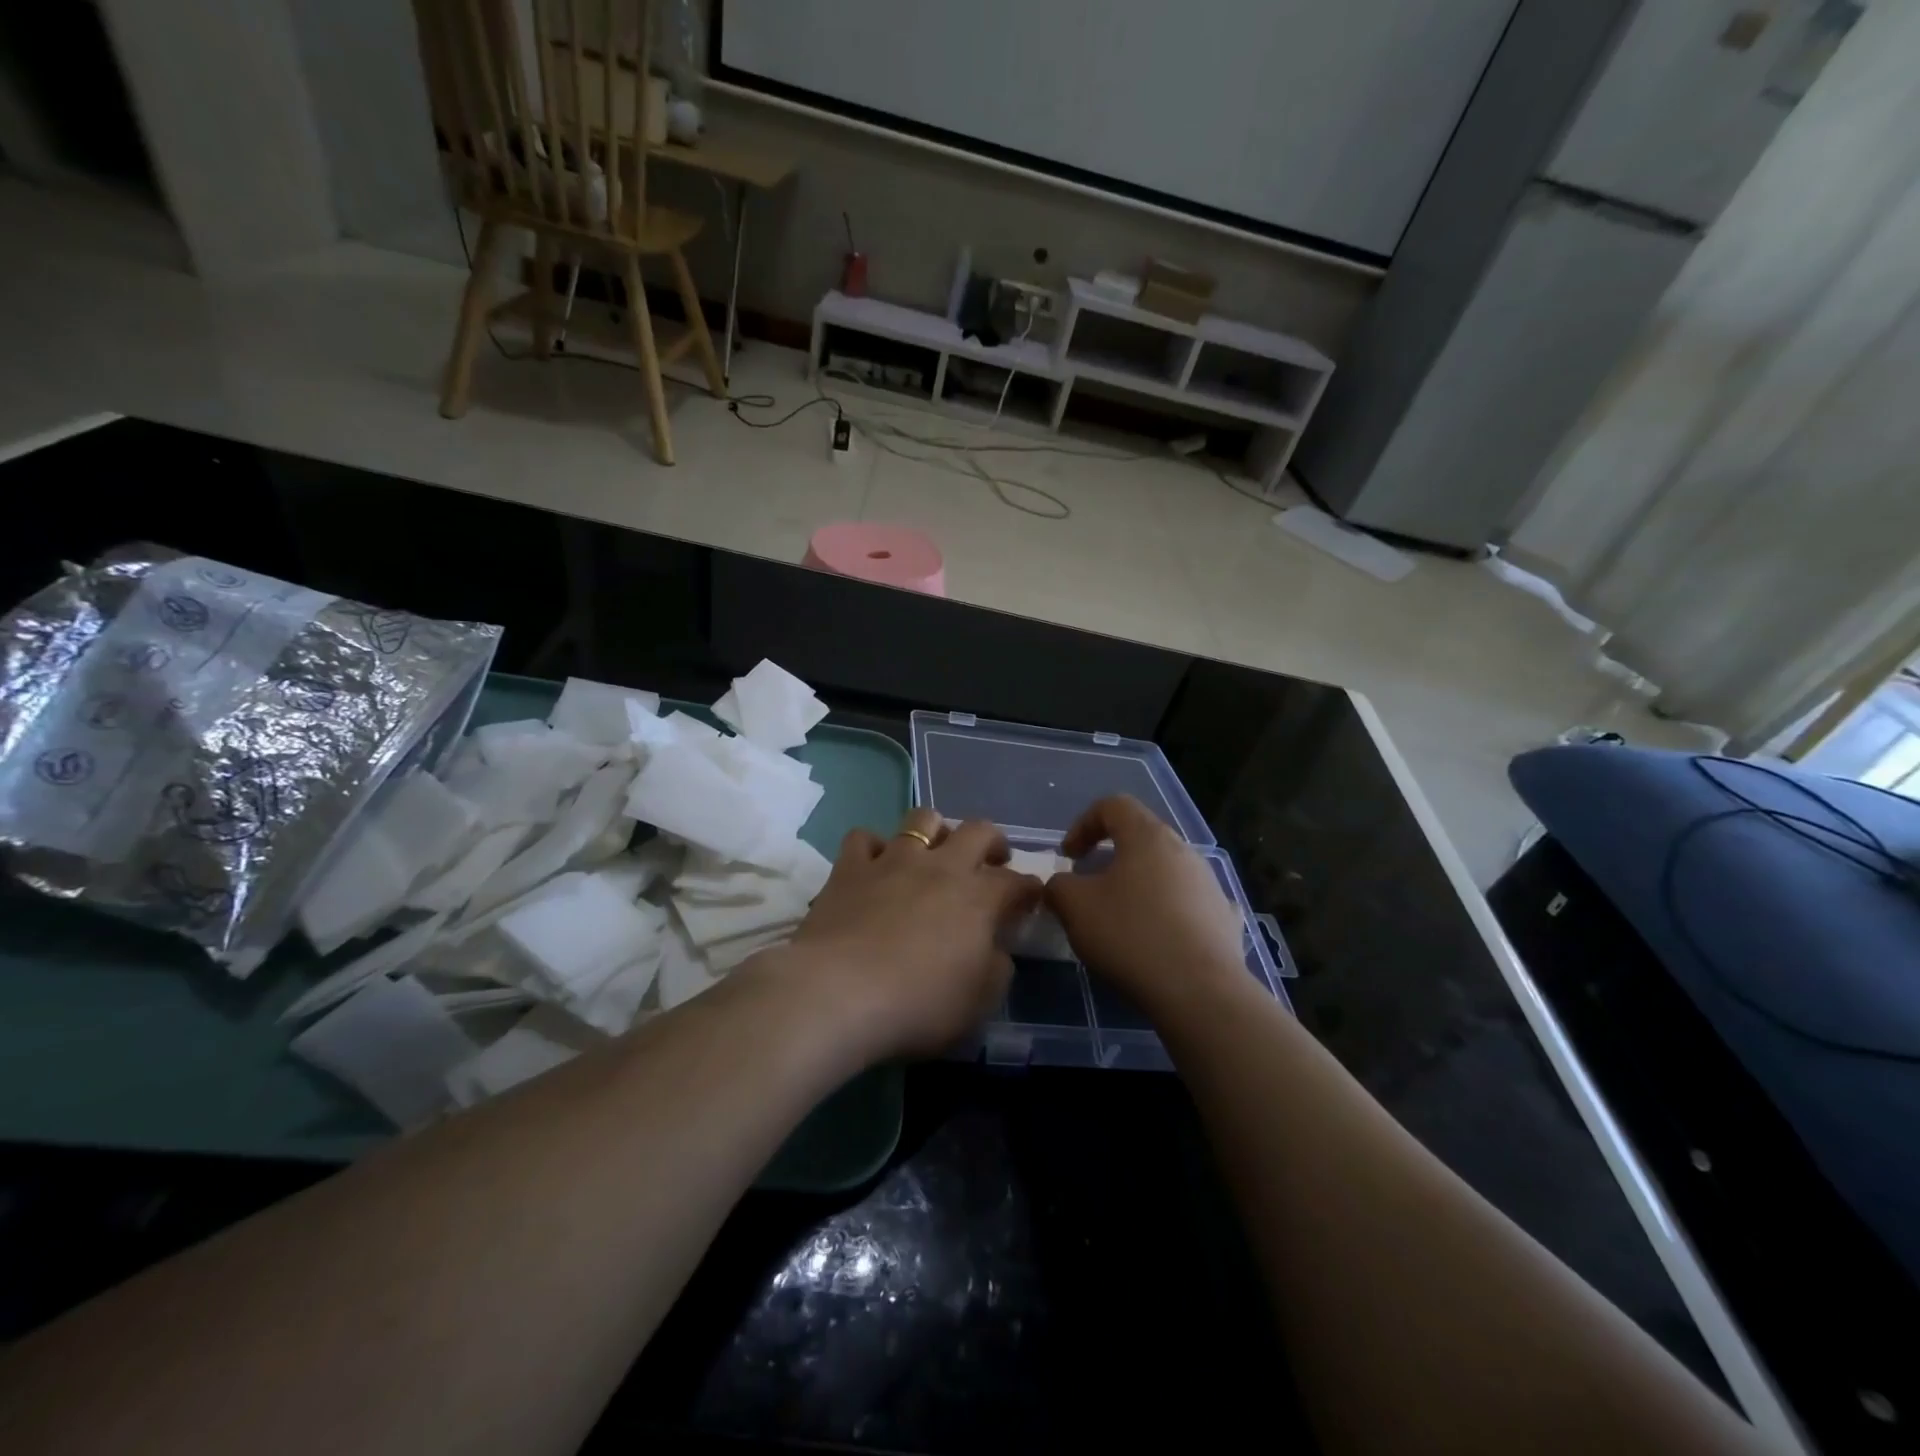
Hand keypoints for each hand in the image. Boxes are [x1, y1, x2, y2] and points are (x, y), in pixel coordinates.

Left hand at [781, 808, 1042, 1060]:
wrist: (839, 993)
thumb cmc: (918, 1004)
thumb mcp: (978, 1003)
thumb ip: (996, 969)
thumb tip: (997, 949)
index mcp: (979, 899)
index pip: (1017, 882)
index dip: (1029, 889)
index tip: (1029, 900)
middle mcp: (941, 867)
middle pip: (978, 831)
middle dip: (992, 842)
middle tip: (991, 861)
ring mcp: (893, 861)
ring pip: (922, 819)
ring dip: (935, 830)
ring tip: (934, 850)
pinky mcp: (850, 868)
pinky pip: (864, 838)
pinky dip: (874, 847)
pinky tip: (875, 865)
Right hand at [1046, 795, 1247, 1017]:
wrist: (1200, 992)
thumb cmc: (1130, 936)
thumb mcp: (1074, 907)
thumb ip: (1058, 887)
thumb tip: (1061, 886)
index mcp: (1147, 836)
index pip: (1113, 805)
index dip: (1083, 825)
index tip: (1069, 858)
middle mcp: (1183, 850)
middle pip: (1141, 838)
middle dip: (1111, 858)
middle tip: (1090, 888)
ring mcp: (1209, 884)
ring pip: (1166, 871)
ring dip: (1140, 886)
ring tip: (1122, 920)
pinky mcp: (1225, 919)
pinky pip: (1190, 905)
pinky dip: (1170, 914)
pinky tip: (1160, 942)